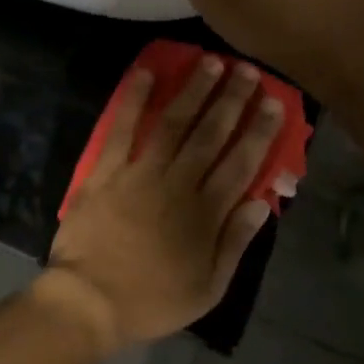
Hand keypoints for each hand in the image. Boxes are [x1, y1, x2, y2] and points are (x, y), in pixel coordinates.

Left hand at [42, 57, 284, 351]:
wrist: (89, 301)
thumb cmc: (152, 300)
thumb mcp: (208, 288)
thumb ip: (235, 242)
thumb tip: (261, 202)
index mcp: (205, 214)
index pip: (241, 164)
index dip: (259, 132)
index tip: (274, 104)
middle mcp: (177, 184)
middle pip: (210, 134)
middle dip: (232, 100)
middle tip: (247, 71)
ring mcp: (139, 173)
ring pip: (173, 123)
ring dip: (193, 91)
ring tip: (210, 62)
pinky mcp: (106, 171)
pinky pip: (121, 129)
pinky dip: (133, 100)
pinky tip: (146, 74)